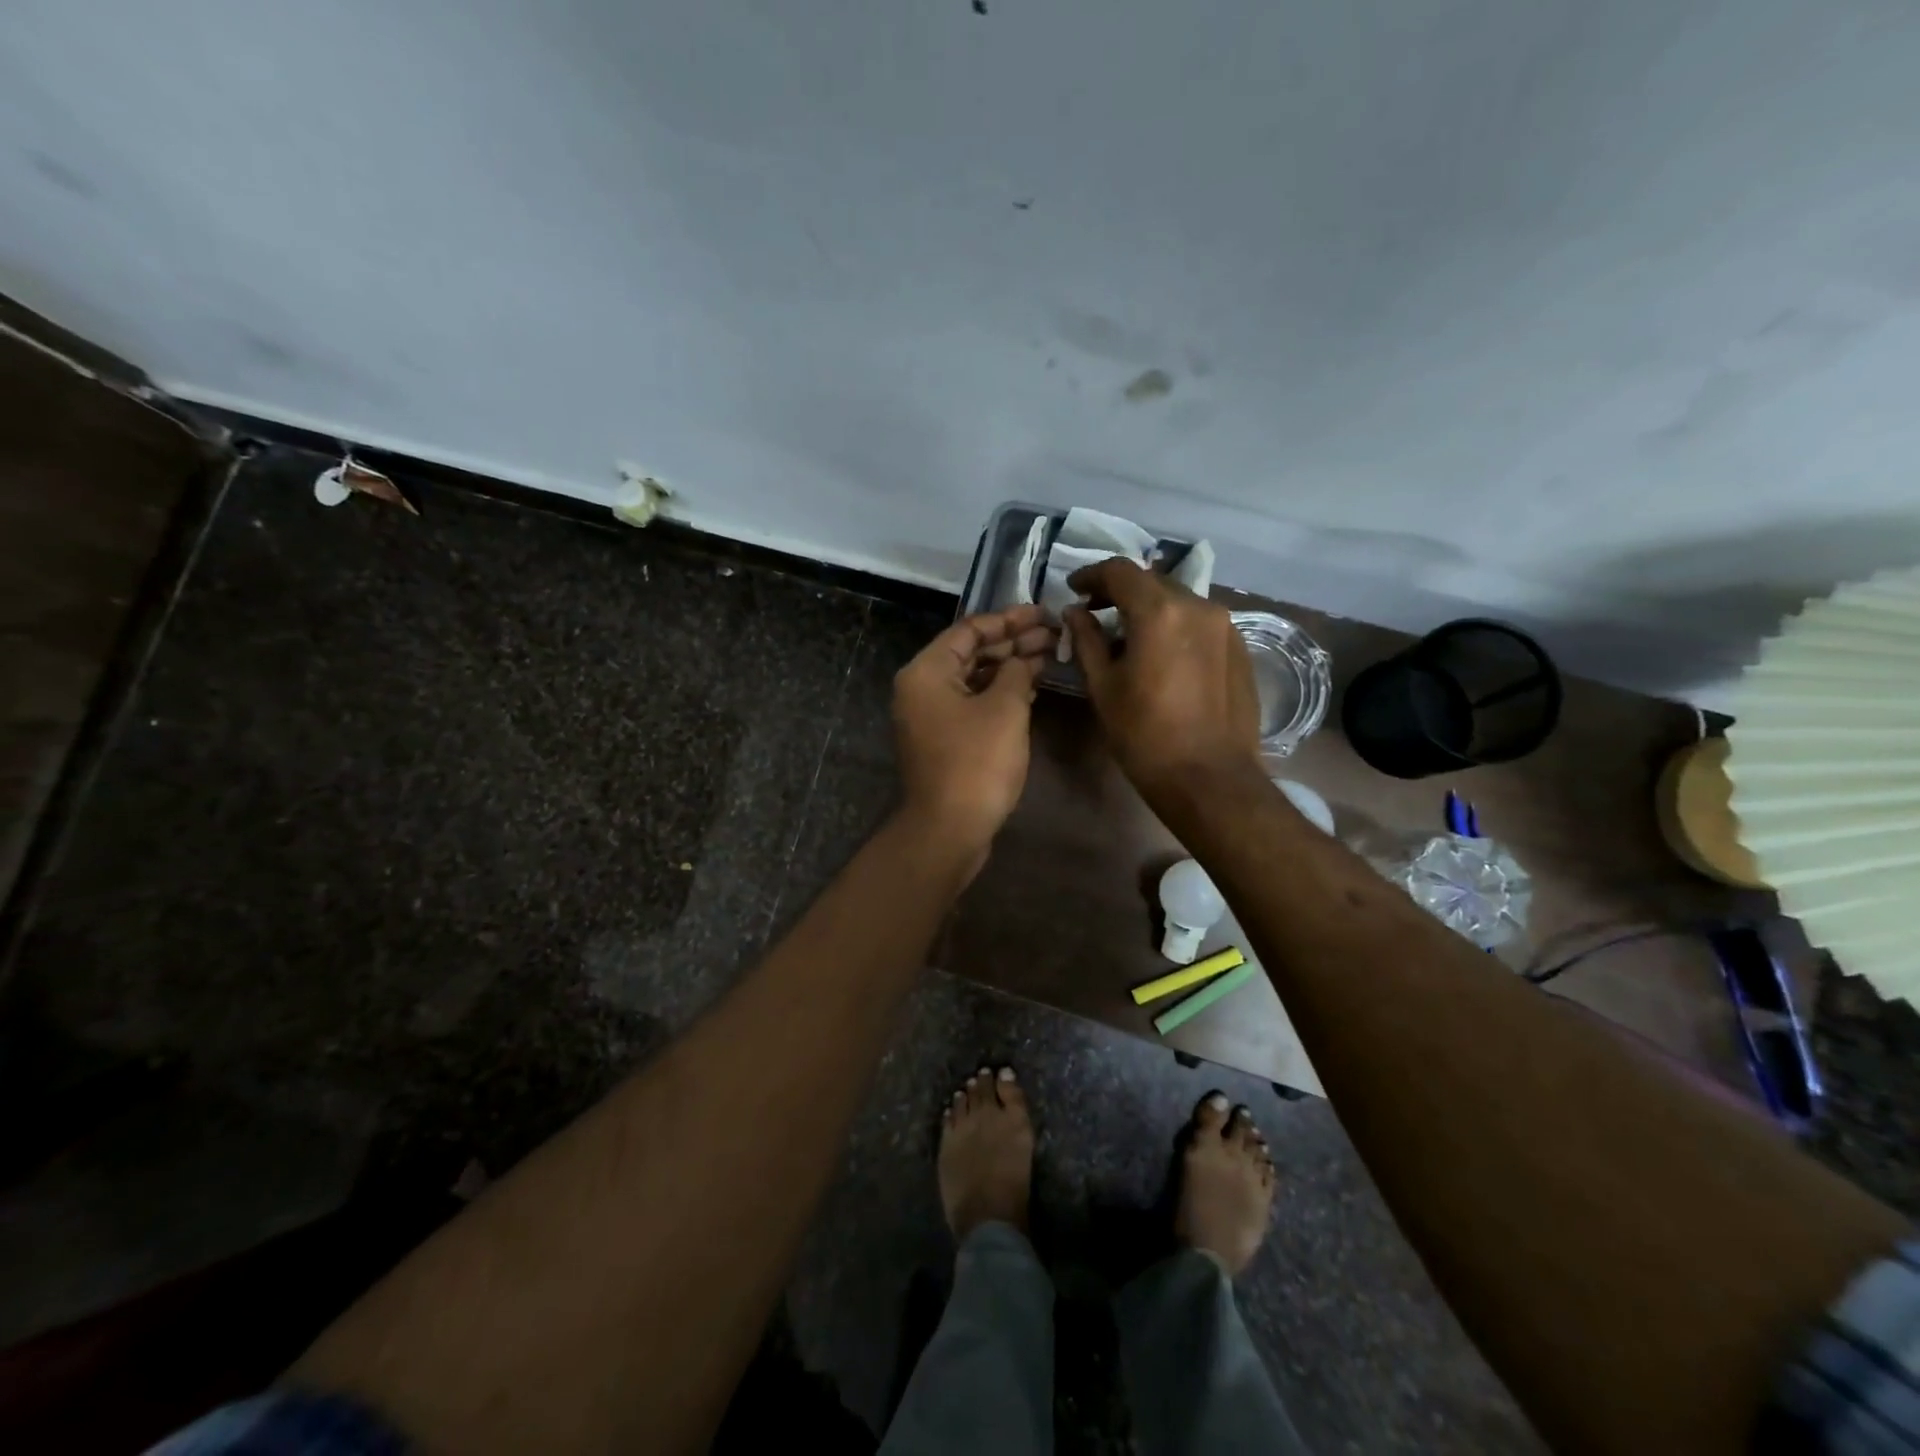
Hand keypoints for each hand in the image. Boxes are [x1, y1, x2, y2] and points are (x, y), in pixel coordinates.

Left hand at [893, 605, 1055, 854]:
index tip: (1044, 613)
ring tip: (1050, 656)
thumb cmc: (976, 762)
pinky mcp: (944, 739)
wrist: (950, 828)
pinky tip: (1031, 688)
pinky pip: (973, 703)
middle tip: (1055, 634)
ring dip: (1010, 668)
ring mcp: (931, 716)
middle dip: (1013, 642)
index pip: (969, 630)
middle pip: (971, 653)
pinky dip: (1000, 693)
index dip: (1009, 619)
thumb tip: (1022, 661)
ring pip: (974, 679)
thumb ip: (1016, 672)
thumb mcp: (1005, 708)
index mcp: (927, 671)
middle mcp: (922, 688)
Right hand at [1065, 559, 1262, 799]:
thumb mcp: (1103, 687)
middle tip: (1094, 612)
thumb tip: (1075, 613)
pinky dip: (1174, 625)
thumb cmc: (1144, 735)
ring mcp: (1225, 625)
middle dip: (1119, 591)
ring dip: (1148, 608)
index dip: (1091, 575)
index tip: (1074, 589)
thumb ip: (1087, 640)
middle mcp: (1197, 606)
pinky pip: (1199, 622)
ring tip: (1127, 636)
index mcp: (1159, 612)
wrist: (1209, 777)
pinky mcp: (1240, 646)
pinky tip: (1161, 654)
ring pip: (1177, 600)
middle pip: (1151, 582)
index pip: (1120, 571)